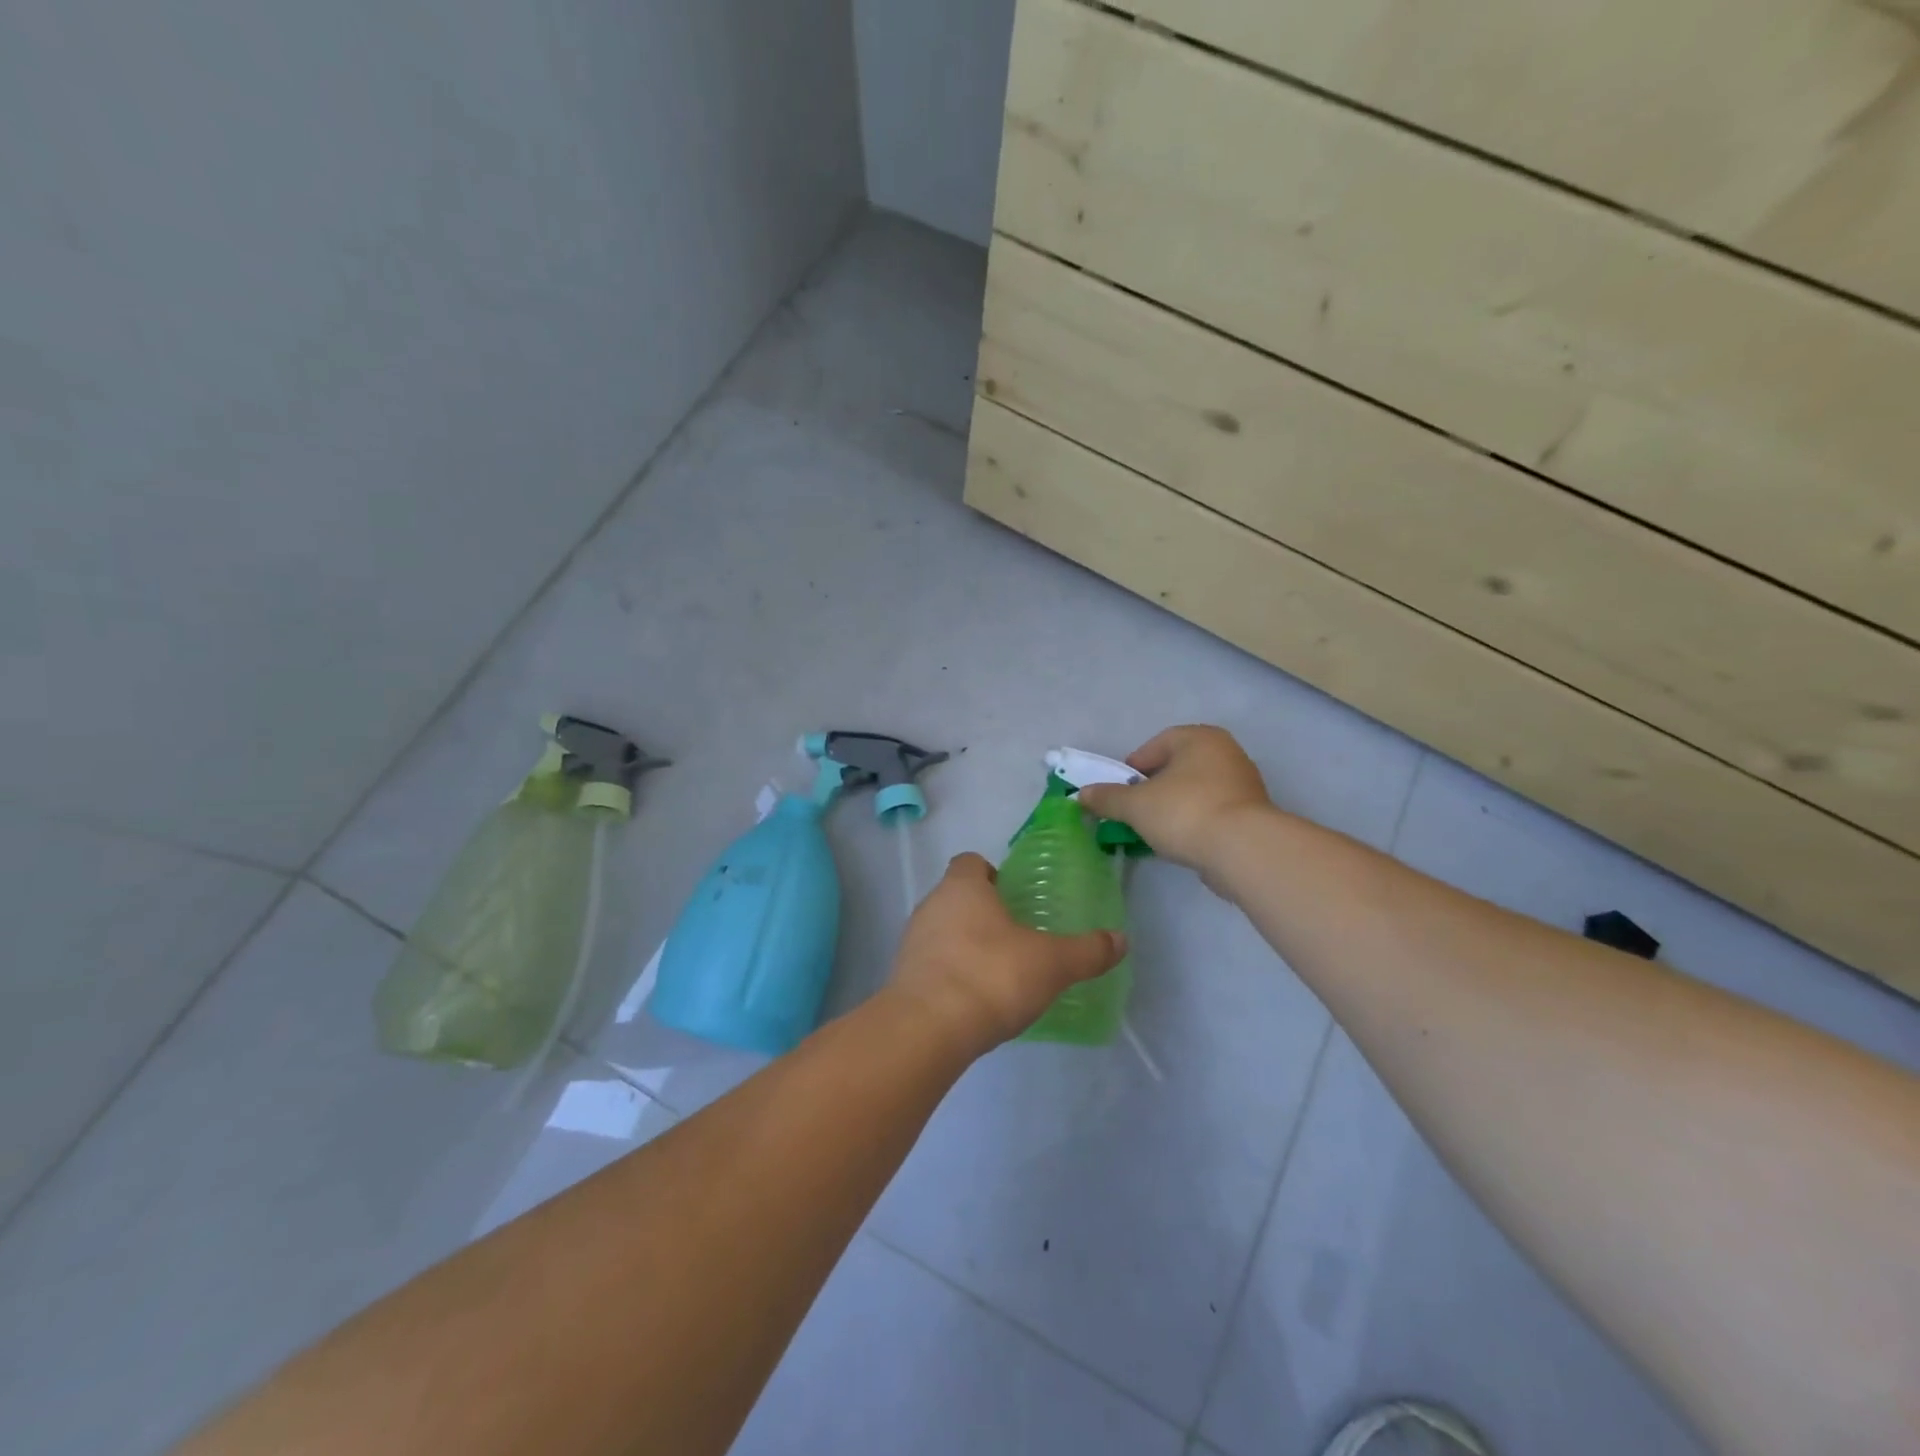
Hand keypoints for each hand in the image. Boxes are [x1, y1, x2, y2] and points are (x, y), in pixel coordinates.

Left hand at [886, 853, 1126, 1054]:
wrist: (928, 1029)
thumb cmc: (992, 976)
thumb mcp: (1052, 964)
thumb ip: (1087, 951)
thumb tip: (1121, 940)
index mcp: (962, 887)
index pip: (970, 862)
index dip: (991, 874)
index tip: (1014, 896)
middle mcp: (931, 905)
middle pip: (956, 896)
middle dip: (982, 912)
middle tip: (1015, 936)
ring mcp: (912, 942)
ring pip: (942, 930)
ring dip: (965, 944)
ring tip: (997, 972)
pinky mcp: (903, 977)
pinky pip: (932, 964)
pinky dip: (951, 974)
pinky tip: (975, 1000)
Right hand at [1076, 725, 1271, 874]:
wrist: (1244, 850)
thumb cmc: (1185, 812)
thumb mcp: (1135, 805)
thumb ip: (1107, 798)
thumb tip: (1082, 795)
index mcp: (1199, 738)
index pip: (1156, 745)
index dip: (1133, 768)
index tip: (1120, 792)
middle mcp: (1225, 753)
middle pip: (1176, 768)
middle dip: (1153, 789)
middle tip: (1135, 812)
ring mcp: (1243, 784)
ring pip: (1194, 791)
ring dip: (1173, 807)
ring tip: (1154, 831)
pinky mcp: (1251, 814)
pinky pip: (1212, 812)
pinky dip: (1194, 823)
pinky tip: (1181, 842)